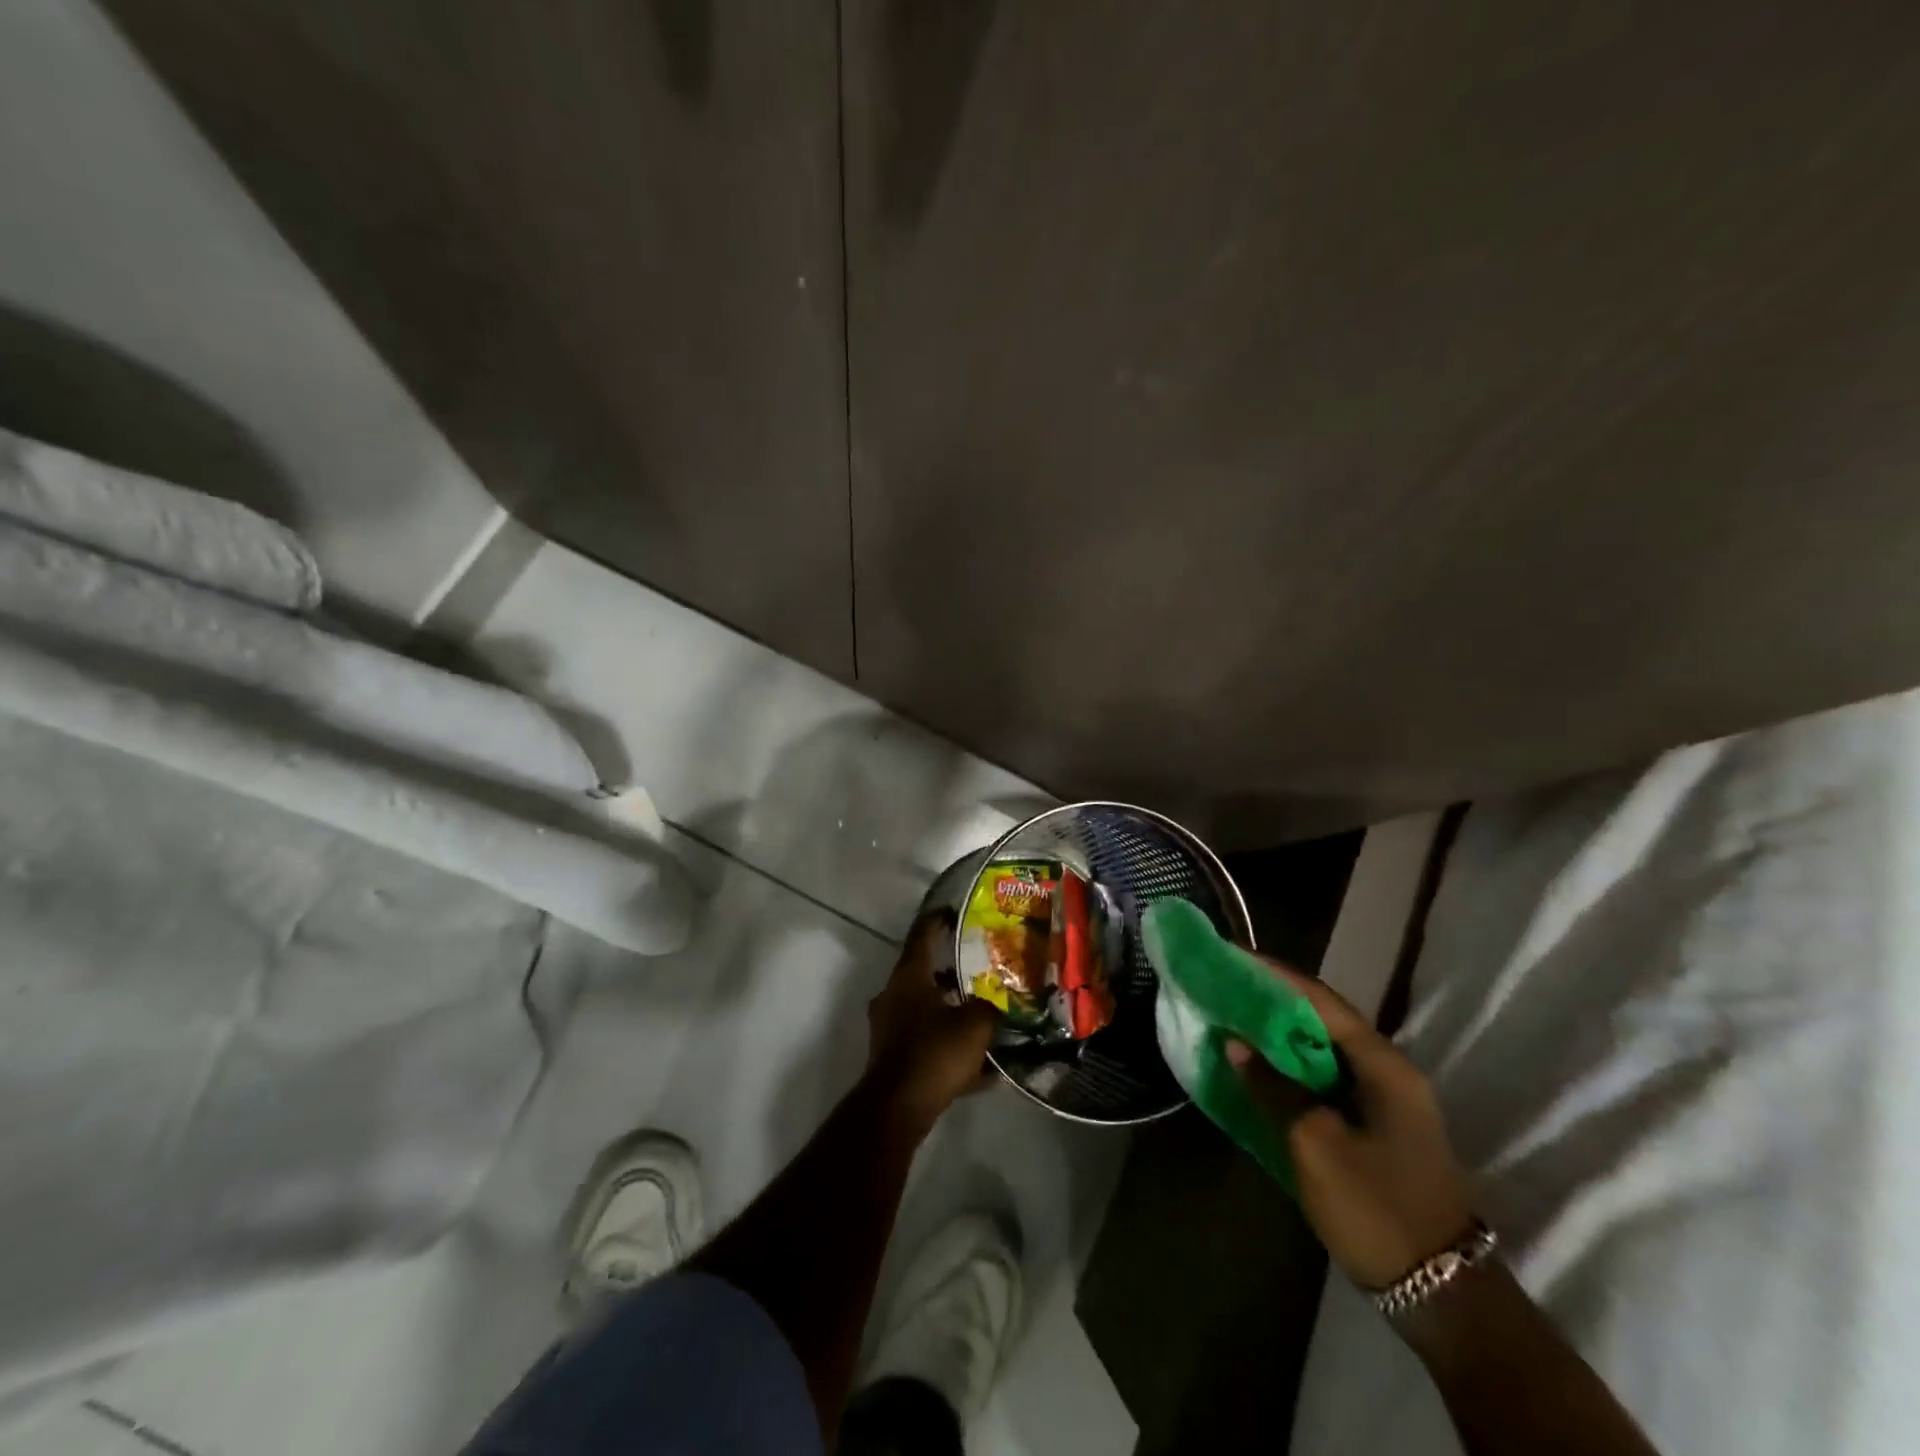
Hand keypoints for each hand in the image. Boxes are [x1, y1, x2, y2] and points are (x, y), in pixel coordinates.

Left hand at [866, 912, 998, 1131]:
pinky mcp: (892, 1057)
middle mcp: (893, 996)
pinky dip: (949, 1048)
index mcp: (908, 977)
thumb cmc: (935, 1052)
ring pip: (926, 1010)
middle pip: (923, 974)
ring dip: (950, 1012)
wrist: (898, 1108)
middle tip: (978, 969)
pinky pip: (927, 1043)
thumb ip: (989, 1008)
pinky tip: (981, 1069)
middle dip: (950, 972)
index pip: (922, 935)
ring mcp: (888, 1027)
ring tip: (983, 1017)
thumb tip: (996, 1007)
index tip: (953, 912)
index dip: (938, 921)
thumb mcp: (976, 1024)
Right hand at [1228, 962, 1475, 1289]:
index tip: (1233, 956)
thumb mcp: (1314, 1145)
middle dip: (1274, 1000)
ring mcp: (1386, 1101)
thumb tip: (1238, 1043)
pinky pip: (1327, 1079)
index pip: (1321, 1000)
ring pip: (1324, 1050)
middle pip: (1323, 1019)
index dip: (1275, 975)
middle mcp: (1389, 1071)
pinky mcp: (1376, 1126)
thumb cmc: (1377, 1209)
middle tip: (1226, 987)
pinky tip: (1260, 1068)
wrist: (1443, 1296)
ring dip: (1280, 1034)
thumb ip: (1274, 1087)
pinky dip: (1292, 1066)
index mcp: (1383, 1066)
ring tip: (1233, 1019)